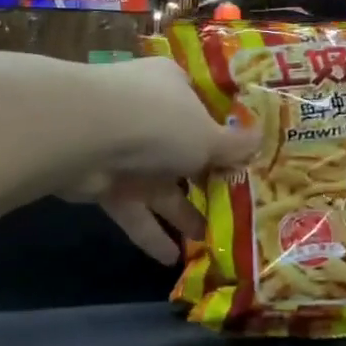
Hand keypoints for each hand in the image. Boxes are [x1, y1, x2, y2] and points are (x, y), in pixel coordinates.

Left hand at [72, 58, 259, 263]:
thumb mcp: (207, 134)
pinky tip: (172, 259)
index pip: (203, 109)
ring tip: (210, 242)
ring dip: (182, 214)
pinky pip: (134, 209)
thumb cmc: (159, 121)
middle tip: (233, 209)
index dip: (224, 136)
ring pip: (160, 185)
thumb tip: (260, 140)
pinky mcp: (105, 181)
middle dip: (205, 181)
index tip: (244, 162)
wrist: (85, 135)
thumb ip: (233, 145)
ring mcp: (125, 148)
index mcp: (174, 87)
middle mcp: (149, 114)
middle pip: (184, 150)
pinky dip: (151, 232)